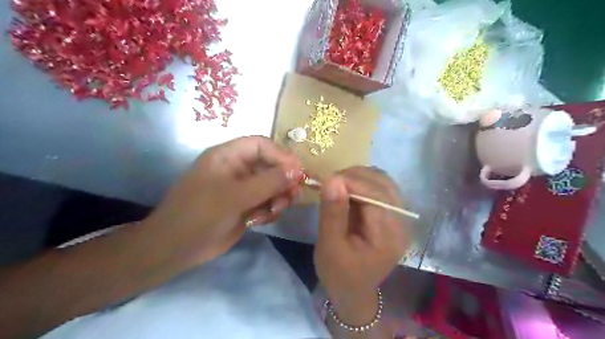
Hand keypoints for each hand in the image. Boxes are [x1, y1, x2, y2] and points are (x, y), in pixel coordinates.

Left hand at [142, 137, 301, 265]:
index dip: (281, 155)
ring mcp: (242, 188)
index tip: (298, 172)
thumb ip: (268, 182)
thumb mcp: (235, 196)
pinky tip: (261, 220)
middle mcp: (237, 169)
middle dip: (283, 180)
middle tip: (293, 195)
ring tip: (275, 210)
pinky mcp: (246, 205)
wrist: (176, 250)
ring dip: (278, 197)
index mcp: (228, 156)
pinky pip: (267, 202)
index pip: (261, 145)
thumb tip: (298, 171)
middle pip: (270, 166)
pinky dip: (270, 210)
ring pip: (272, 185)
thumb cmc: (200, 215)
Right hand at [314, 168, 408, 324]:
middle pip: (383, 184)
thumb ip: (332, 213)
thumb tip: (332, 179)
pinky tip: (347, 190)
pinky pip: (380, 188)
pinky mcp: (391, 214)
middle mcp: (401, 223)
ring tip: (337, 185)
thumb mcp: (330, 246)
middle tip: (330, 182)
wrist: (352, 290)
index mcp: (389, 236)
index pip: (376, 195)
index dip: (352, 181)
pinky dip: (362, 183)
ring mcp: (399, 217)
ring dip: (359, 177)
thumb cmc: (339, 273)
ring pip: (383, 182)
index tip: (327, 180)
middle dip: (355, 176)